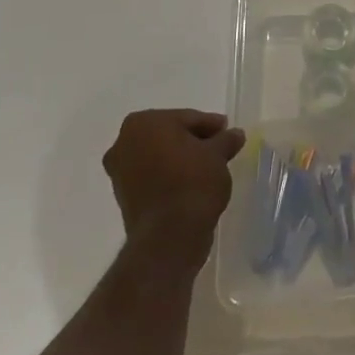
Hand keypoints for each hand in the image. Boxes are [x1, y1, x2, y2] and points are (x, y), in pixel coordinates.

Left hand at [102, 109, 245, 259]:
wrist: (169, 235)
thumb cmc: (193, 181)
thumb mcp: (218, 155)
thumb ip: (226, 139)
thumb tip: (235, 134)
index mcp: (144, 122)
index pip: (186, 118)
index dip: (210, 125)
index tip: (227, 132)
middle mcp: (124, 142)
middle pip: (169, 135)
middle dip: (193, 141)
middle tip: (219, 148)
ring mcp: (119, 171)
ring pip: (159, 156)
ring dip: (180, 159)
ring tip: (208, 168)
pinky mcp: (123, 197)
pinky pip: (152, 177)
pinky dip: (169, 177)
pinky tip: (191, 184)